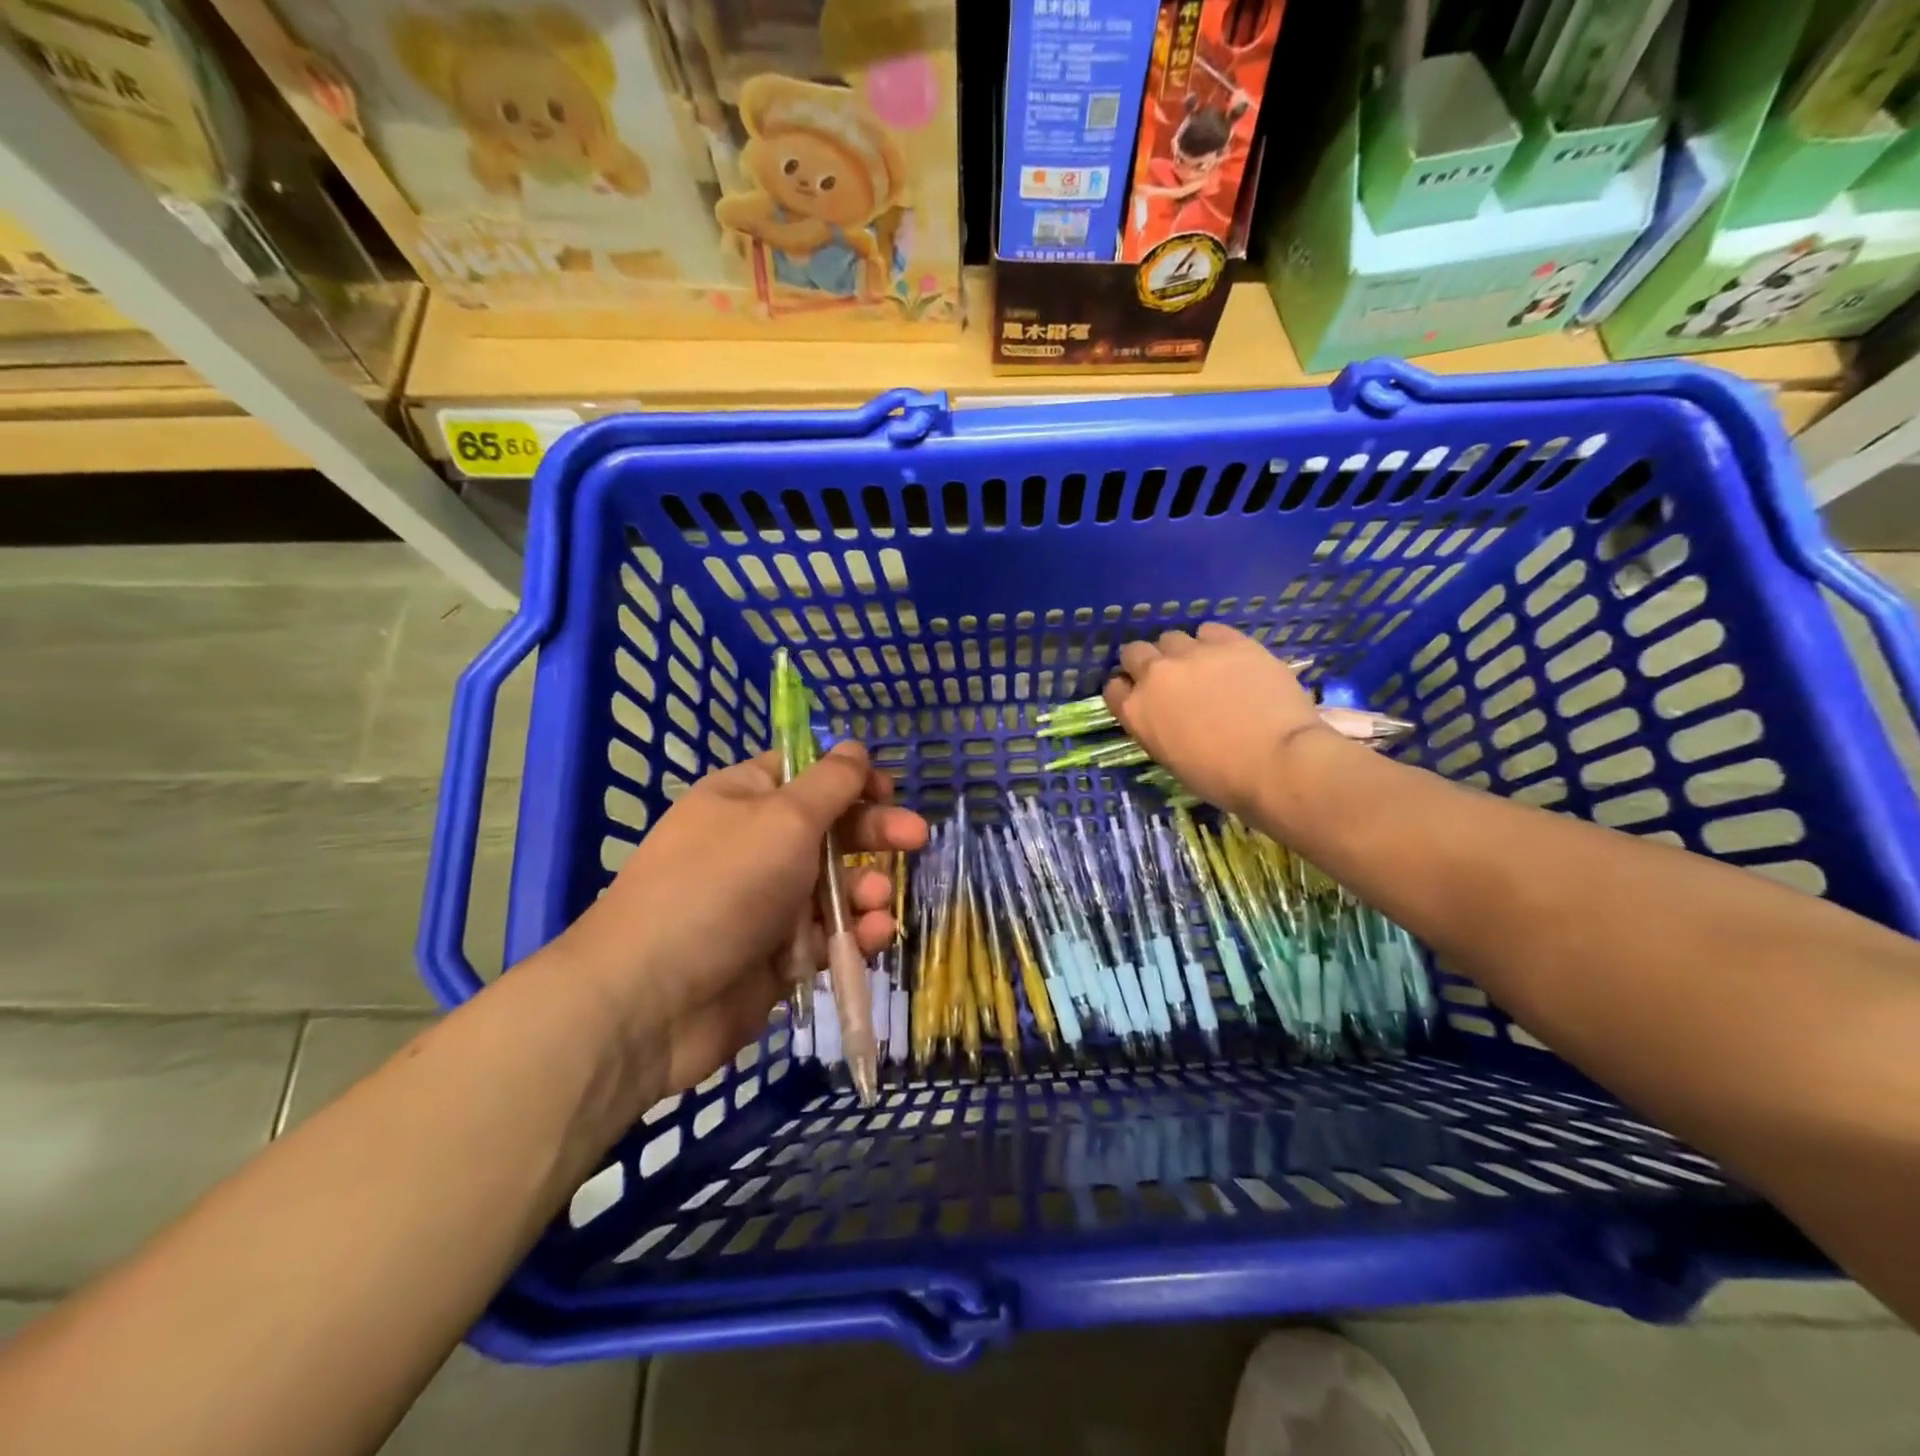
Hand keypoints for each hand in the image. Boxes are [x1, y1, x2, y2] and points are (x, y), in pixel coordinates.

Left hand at [549, 741, 926, 1113]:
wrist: (651, 999)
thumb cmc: (721, 886)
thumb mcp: (784, 819)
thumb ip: (830, 784)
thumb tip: (855, 747)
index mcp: (746, 799)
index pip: (805, 774)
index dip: (850, 778)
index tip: (888, 790)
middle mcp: (755, 846)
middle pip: (829, 829)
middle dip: (874, 833)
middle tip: (916, 839)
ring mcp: (764, 903)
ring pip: (834, 888)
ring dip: (865, 891)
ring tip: (876, 904)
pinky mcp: (774, 956)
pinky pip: (825, 936)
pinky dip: (851, 935)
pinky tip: (870, 939)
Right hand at [1104, 623, 1331, 817]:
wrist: (1277, 761)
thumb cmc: (1222, 778)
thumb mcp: (1171, 759)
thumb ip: (1157, 727)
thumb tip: (1166, 715)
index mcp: (1136, 711)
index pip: (1113, 688)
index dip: (1127, 690)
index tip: (1141, 697)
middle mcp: (1155, 675)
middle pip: (1135, 652)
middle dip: (1146, 662)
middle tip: (1169, 679)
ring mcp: (1192, 653)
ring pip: (1171, 638)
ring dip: (1180, 651)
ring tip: (1202, 667)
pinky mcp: (1230, 641)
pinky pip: (1209, 631)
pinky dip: (1212, 642)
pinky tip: (1228, 658)